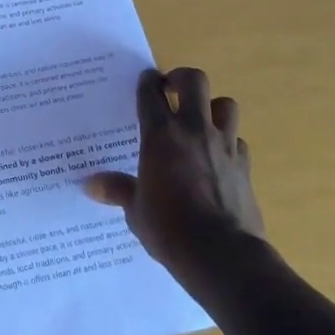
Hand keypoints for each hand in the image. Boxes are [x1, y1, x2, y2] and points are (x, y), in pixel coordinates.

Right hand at [84, 66, 265, 271]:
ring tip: (201, 120)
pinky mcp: (245, 165)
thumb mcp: (136, 211)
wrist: (223, 255)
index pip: (150, 92)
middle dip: (182, 79)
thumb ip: (117, 190)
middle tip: (172, 91)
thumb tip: (89, 184)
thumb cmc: (170, 229)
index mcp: (160, 135)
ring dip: (213, 107)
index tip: (145, 81)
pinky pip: (239, 141)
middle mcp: (193, 130)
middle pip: (194, 80)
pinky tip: (219, 158)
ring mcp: (223, 145)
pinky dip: (229, 143)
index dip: (147, 81)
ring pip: (225, 104)